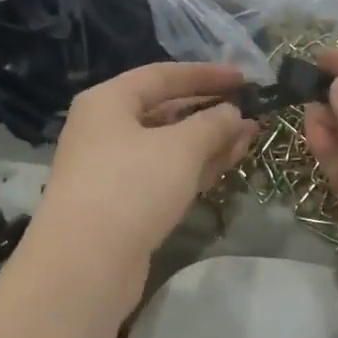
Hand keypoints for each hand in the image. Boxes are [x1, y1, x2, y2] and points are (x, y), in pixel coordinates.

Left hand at [30, 63, 256, 282]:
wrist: (86, 264)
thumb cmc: (132, 186)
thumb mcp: (181, 147)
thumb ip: (212, 124)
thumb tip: (232, 112)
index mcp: (108, 101)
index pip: (162, 75)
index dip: (205, 74)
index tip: (243, 77)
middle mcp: (105, 129)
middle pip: (164, 111)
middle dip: (210, 112)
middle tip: (251, 112)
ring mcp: (111, 169)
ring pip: (168, 146)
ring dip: (208, 141)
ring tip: (249, 137)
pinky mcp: (122, 203)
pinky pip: (164, 174)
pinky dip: (195, 167)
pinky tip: (227, 164)